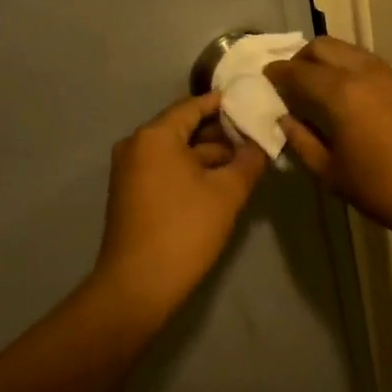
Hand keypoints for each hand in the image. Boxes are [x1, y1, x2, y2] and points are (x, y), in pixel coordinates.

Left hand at [91, 92, 268, 320]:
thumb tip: (262, 143)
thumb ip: (249, 160)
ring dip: (208, 156)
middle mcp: (136, 145)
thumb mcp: (227, 193)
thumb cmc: (185, 230)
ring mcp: (129, 170)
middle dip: (220, 134)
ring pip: (176, 151)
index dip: (225, 105)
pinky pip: (165, 169)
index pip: (194, 106)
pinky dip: (190, 171)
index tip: (253, 104)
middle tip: (256, 137)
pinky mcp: (130, 193)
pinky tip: (219, 182)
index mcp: (155, 135)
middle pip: (184, 128)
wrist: (138, 286)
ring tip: (245, 162)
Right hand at [265, 37, 391, 243]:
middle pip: (324, 46)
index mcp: (340, 92)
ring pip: (350, 50)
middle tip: (292, 80)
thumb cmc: (386, 189)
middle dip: (301, 57)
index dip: (277, 73)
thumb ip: (303, 142)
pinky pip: (371, 64)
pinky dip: (352, 69)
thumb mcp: (333, 174)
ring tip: (320, 87)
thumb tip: (285, 120)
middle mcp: (365, 72)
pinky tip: (353, 97)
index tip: (265, 78)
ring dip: (329, 60)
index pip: (298, 71)